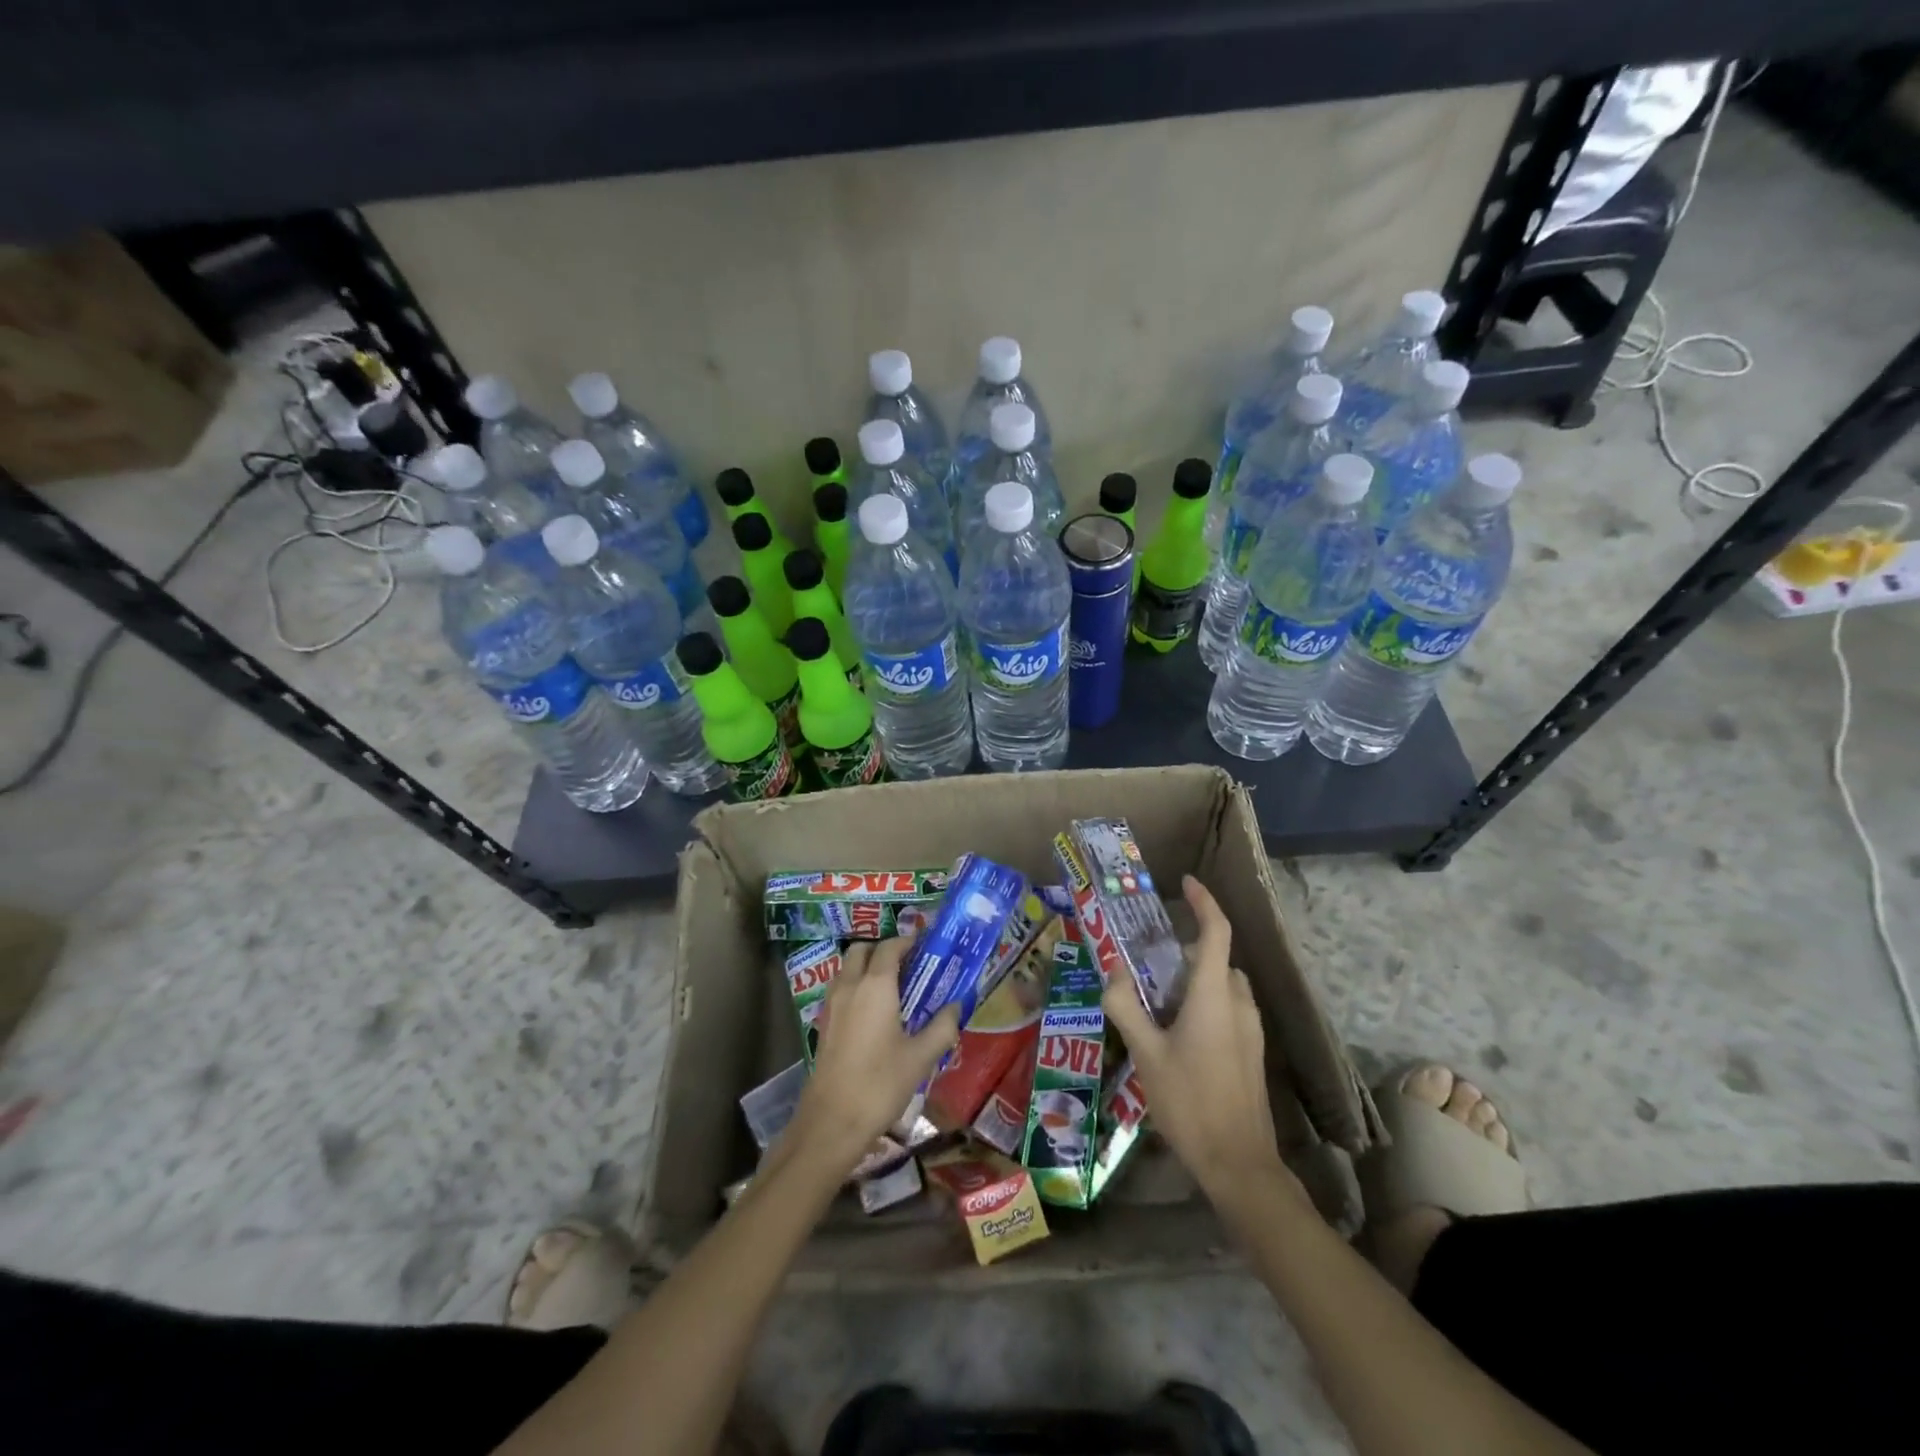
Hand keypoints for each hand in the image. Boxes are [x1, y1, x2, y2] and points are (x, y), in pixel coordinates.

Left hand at [793, 938, 959, 1171]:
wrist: (831, 1122)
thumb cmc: (880, 1084)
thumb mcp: (921, 1057)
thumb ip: (942, 1026)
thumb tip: (956, 1006)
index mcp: (876, 985)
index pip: (890, 947)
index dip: (907, 941)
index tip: (926, 946)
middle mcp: (850, 986)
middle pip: (862, 950)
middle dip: (884, 950)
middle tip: (908, 965)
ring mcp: (832, 1004)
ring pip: (847, 968)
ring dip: (867, 966)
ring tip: (893, 988)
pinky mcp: (824, 1023)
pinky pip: (841, 989)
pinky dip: (856, 986)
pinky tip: (874, 1013)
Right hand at [1101, 876, 1293, 1209]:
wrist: (1239, 1164)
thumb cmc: (1190, 1102)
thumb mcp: (1146, 1053)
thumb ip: (1126, 1006)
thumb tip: (1113, 971)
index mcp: (1215, 995)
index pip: (1216, 932)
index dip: (1204, 902)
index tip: (1187, 883)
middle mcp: (1239, 1004)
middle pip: (1216, 960)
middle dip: (1185, 952)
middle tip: (1146, 963)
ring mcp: (1250, 1030)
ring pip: (1223, 986)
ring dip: (1195, 980)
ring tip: (1156, 1000)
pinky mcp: (1251, 1052)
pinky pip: (1228, 1009)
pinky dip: (1205, 1003)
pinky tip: (1176, 1034)